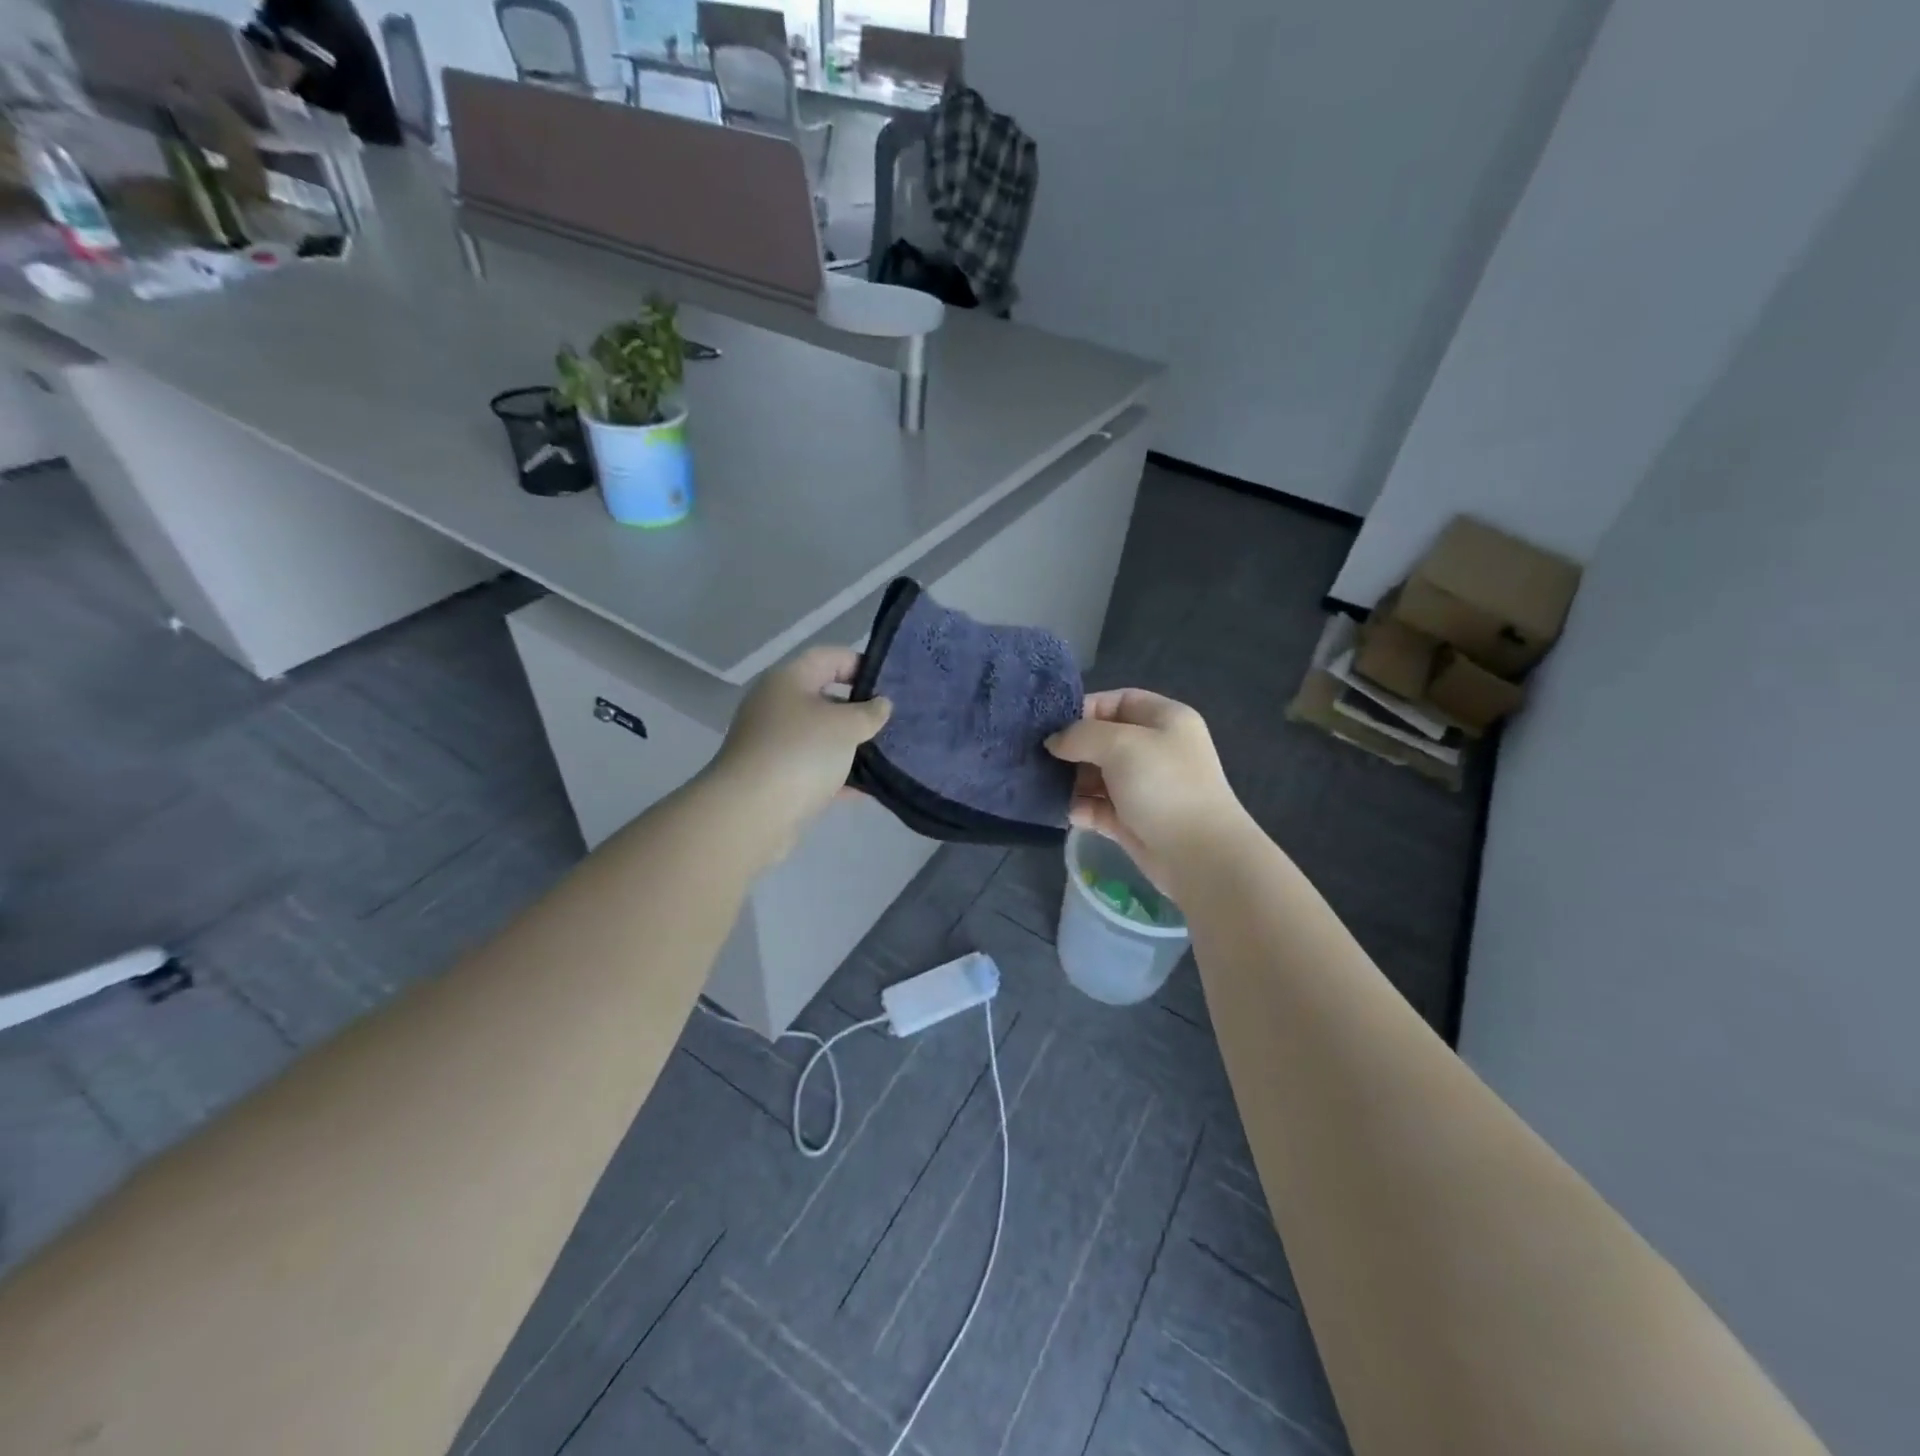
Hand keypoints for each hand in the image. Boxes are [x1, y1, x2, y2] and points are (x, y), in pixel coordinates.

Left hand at [708, 646, 890, 864]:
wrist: (751, 814)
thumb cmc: (801, 753)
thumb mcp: (845, 726)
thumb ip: (869, 712)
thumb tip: (881, 705)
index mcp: (788, 680)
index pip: (829, 657)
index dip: (861, 665)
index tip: (892, 685)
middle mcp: (777, 706)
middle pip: (825, 698)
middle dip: (860, 710)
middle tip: (894, 722)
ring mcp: (774, 744)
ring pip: (821, 737)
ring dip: (852, 746)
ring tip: (888, 754)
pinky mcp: (776, 778)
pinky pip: (815, 769)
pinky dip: (839, 775)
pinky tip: (868, 788)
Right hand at [1045, 689, 1251, 894]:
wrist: (1198, 854)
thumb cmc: (1163, 785)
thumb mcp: (1120, 745)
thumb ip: (1080, 735)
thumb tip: (1054, 742)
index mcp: (1164, 720)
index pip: (1119, 701)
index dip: (1085, 709)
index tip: (1052, 726)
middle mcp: (1156, 749)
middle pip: (1104, 740)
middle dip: (1073, 749)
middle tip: (1042, 759)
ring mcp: (1145, 787)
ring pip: (1098, 775)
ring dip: (1073, 781)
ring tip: (1049, 787)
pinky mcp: (1133, 820)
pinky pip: (1099, 807)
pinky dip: (1083, 808)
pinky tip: (1071, 813)